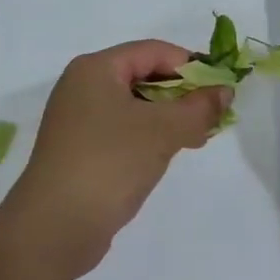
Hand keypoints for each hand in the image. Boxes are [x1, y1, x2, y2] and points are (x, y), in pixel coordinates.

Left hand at [3, 40, 226, 279]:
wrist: (54, 228)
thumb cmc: (109, 163)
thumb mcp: (163, 130)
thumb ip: (199, 107)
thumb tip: (225, 91)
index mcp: (95, 69)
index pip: (153, 51)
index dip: (190, 65)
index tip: (221, 87)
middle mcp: (82, 87)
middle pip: (143, 76)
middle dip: (182, 93)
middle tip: (213, 115)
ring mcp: (78, 121)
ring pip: (135, 106)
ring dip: (169, 117)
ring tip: (198, 137)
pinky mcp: (80, 151)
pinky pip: (123, 130)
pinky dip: (150, 136)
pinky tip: (170, 153)